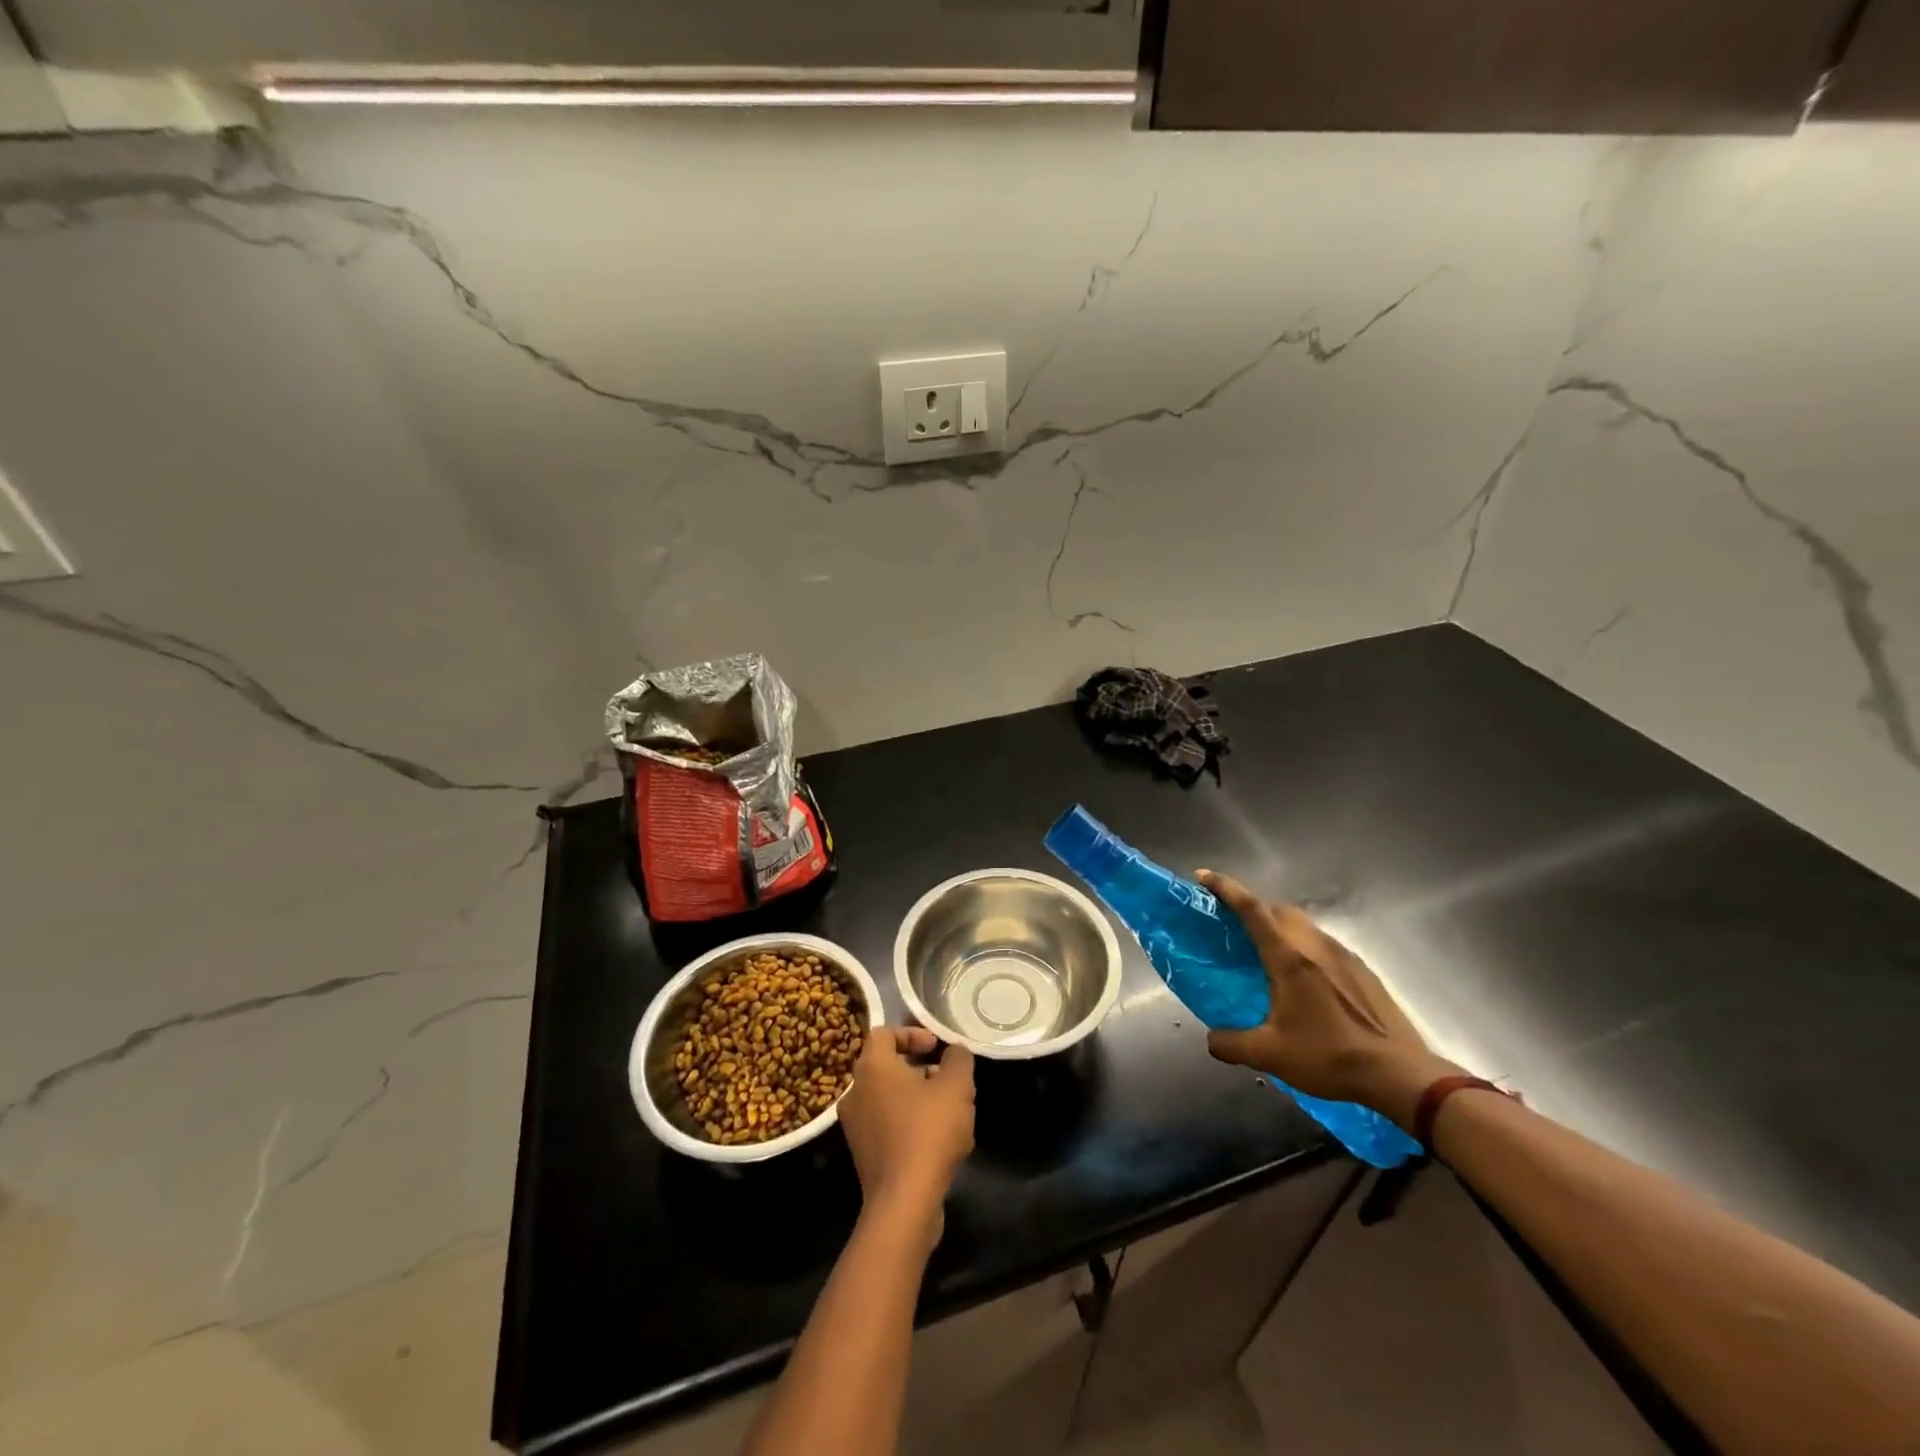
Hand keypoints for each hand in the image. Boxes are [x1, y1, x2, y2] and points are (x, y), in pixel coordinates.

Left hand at [838, 1027, 974, 1243]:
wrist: (904, 1202)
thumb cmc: (928, 1132)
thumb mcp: (956, 1086)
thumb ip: (958, 1059)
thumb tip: (954, 1052)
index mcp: (872, 1067)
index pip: (885, 1033)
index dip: (913, 1034)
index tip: (937, 1048)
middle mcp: (856, 1091)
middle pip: (887, 1065)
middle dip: (920, 1068)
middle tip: (947, 1079)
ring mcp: (855, 1125)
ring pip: (889, 1097)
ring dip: (918, 1097)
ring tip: (949, 1112)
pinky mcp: (863, 1154)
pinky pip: (887, 1125)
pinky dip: (910, 1123)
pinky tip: (938, 1142)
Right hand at [1197, 870, 1462, 1130]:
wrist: (1399, 1075)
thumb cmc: (1330, 1056)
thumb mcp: (1270, 1055)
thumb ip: (1231, 1044)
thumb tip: (1211, 1039)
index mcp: (1289, 957)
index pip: (1252, 908)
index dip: (1226, 888)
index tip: (1204, 876)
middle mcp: (1315, 946)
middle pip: (1278, 909)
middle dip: (1252, 907)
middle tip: (1233, 924)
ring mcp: (1343, 955)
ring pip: (1303, 925)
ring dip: (1279, 927)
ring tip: (1266, 953)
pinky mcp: (1362, 970)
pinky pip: (1323, 944)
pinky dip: (1303, 946)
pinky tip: (1305, 980)